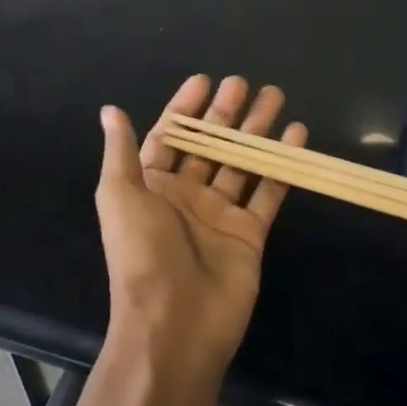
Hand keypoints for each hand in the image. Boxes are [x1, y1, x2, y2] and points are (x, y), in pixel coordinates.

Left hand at [95, 75, 306, 382]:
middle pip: (210, 144)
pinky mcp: (249, 233)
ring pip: (242, 162)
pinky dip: (281, 166)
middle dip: (227, 113)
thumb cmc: (142, 255)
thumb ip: (121, 153)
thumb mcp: (120, 198)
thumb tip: (110, 111)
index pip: (171, 135)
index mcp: (152, 186)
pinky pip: (268, 192)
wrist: (173, 326)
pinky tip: (296, 137)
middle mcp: (186, 195)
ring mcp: (219, 214)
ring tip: (276, 97)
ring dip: (257, 131)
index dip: (186, 107)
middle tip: (246, 83)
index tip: (205, 80)